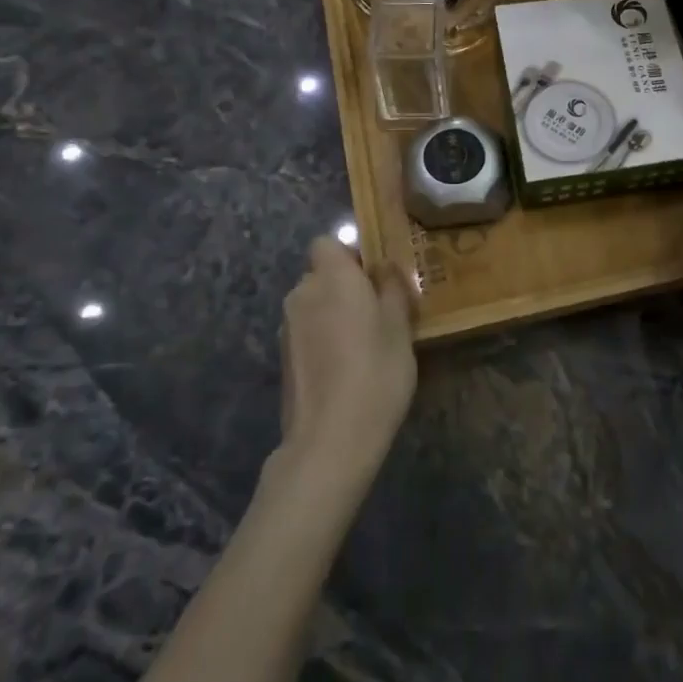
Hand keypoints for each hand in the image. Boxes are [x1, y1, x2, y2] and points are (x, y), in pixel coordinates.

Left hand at [278, 238, 416, 478]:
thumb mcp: (400, 326)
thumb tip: (382, 267)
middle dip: (344, 286)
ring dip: (333, 314)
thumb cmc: (376, 372)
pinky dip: (323, 339)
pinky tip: (344, 368)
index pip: (327, 242)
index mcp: (332, 277)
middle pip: (321, 274)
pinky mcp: (282, 357)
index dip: (350, 254)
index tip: (374, 277)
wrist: (330, 439)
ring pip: (314, 304)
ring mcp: (288, 327)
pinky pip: (307, 331)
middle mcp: (303, 293)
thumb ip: (391, 288)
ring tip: (363, 345)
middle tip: (378, 312)